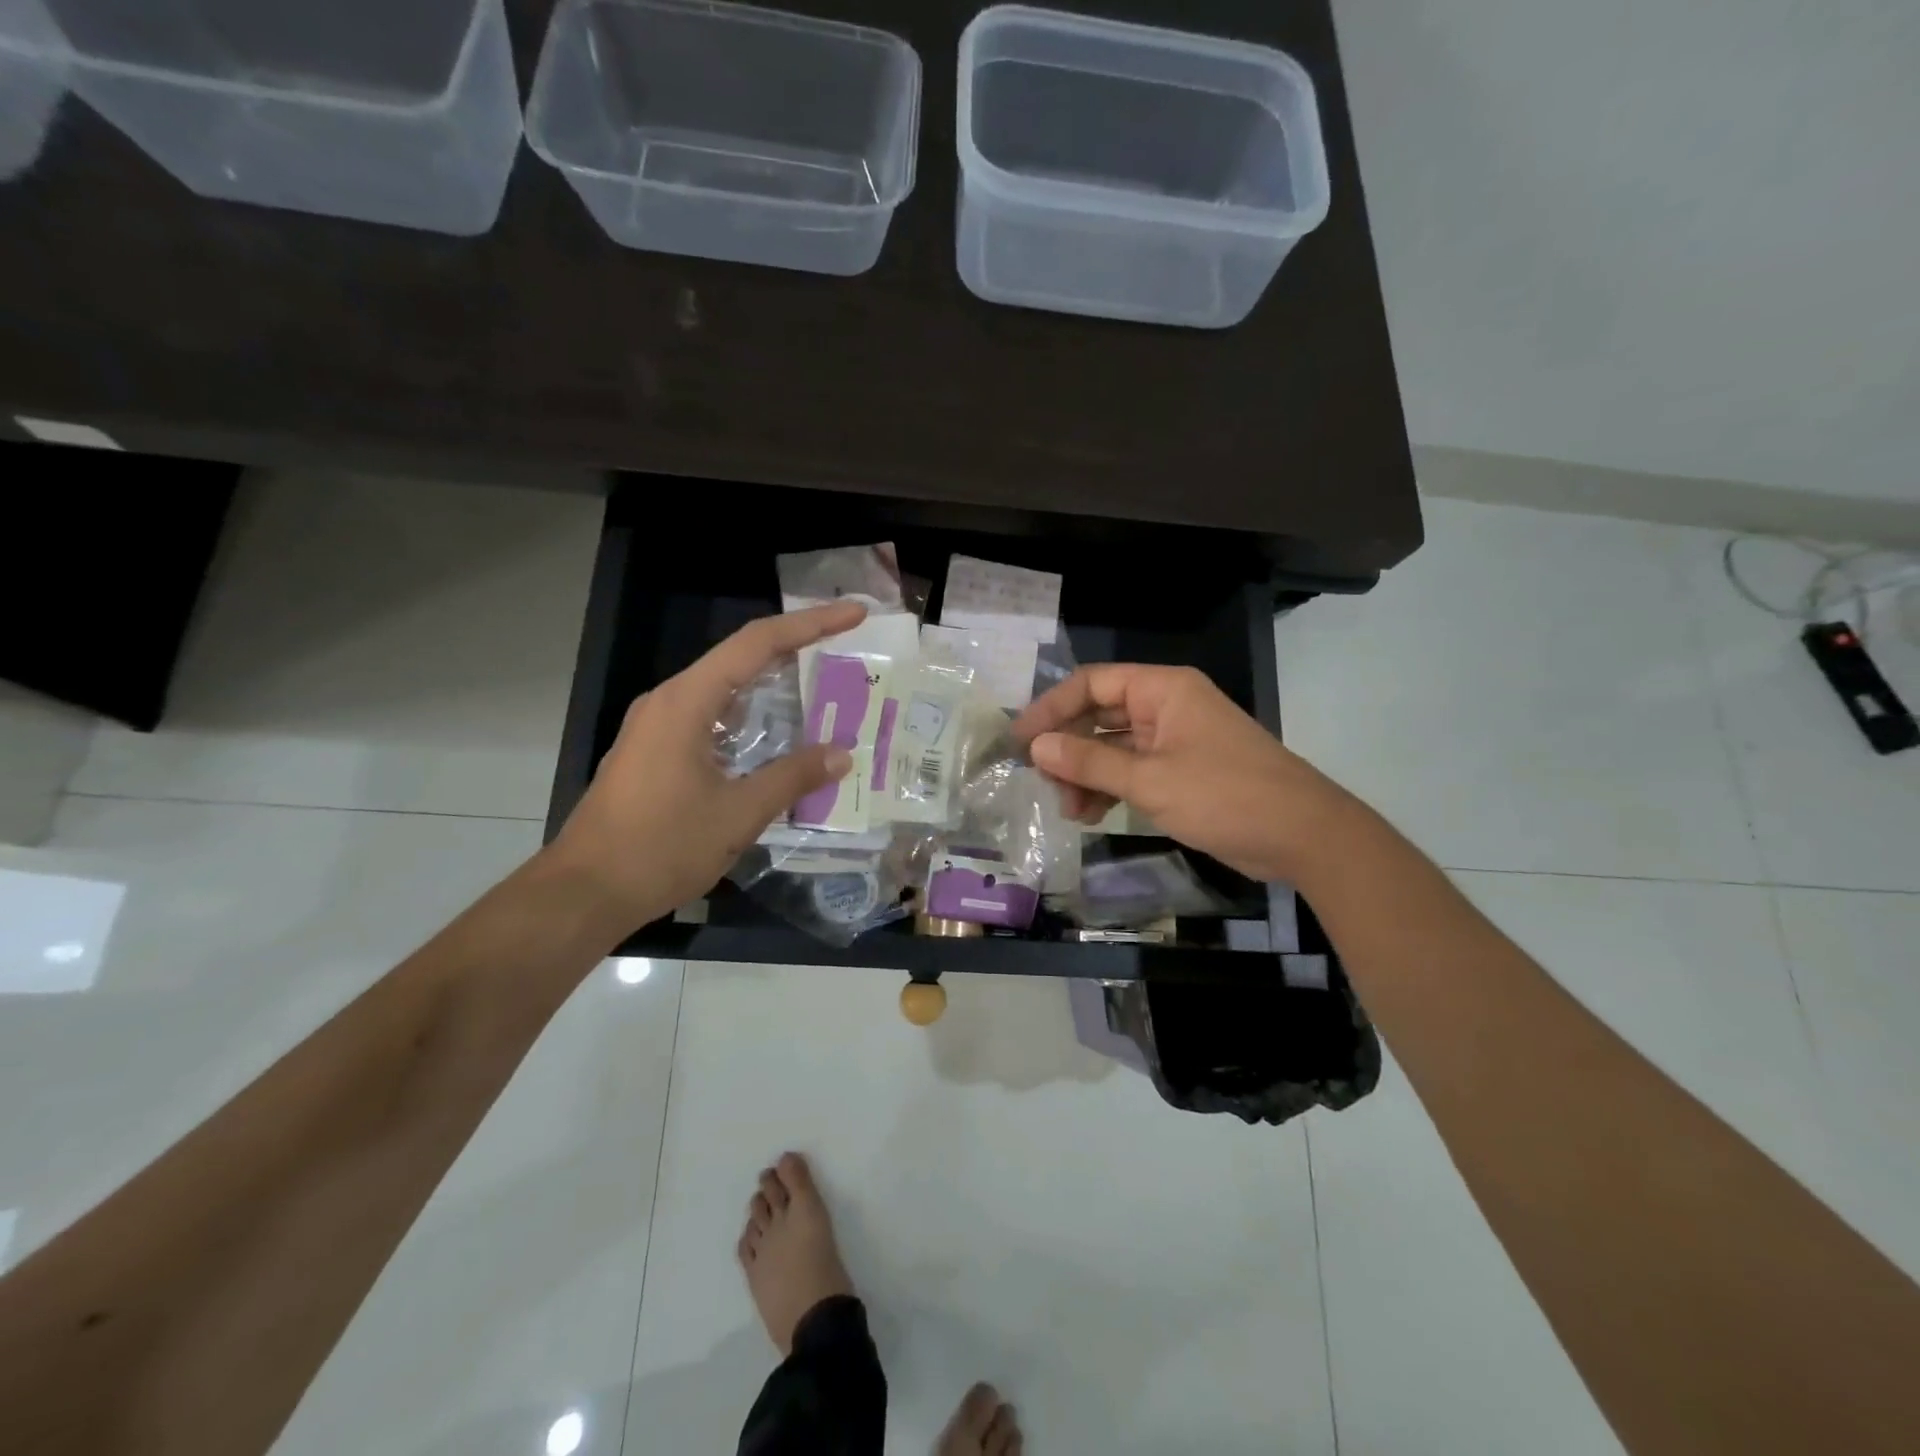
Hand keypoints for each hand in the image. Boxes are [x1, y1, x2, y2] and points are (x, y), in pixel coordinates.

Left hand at [546, 601, 864, 932]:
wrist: (585, 893)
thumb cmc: (660, 847)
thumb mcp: (738, 814)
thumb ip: (793, 778)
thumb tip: (841, 754)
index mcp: (686, 702)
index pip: (757, 643)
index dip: (811, 624)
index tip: (854, 614)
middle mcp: (669, 702)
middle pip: (741, 658)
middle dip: (796, 648)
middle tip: (847, 647)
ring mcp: (657, 727)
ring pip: (725, 689)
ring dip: (773, 685)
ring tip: (822, 687)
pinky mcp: (654, 752)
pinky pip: (711, 717)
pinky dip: (750, 716)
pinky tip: (776, 736)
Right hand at [1012, 664, 1349, 883]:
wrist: (1303, 836)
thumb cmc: (1226, 796)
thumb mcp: (1150, 780)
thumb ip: (1090, 762)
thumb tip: (1036, 746)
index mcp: (1163, 690)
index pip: (1092, 683)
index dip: (1051, 708)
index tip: (1020, 740)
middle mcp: (1166, 707)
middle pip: (1099, 716)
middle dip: (1068, 749)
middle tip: (1042, 782)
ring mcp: (1174, 740)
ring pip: (1112, 747)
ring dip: (1086, 774)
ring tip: (1070, 810)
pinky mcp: (1180, 771)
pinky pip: (1131, 770)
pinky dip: (1109, 788)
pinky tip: (1091, 814)